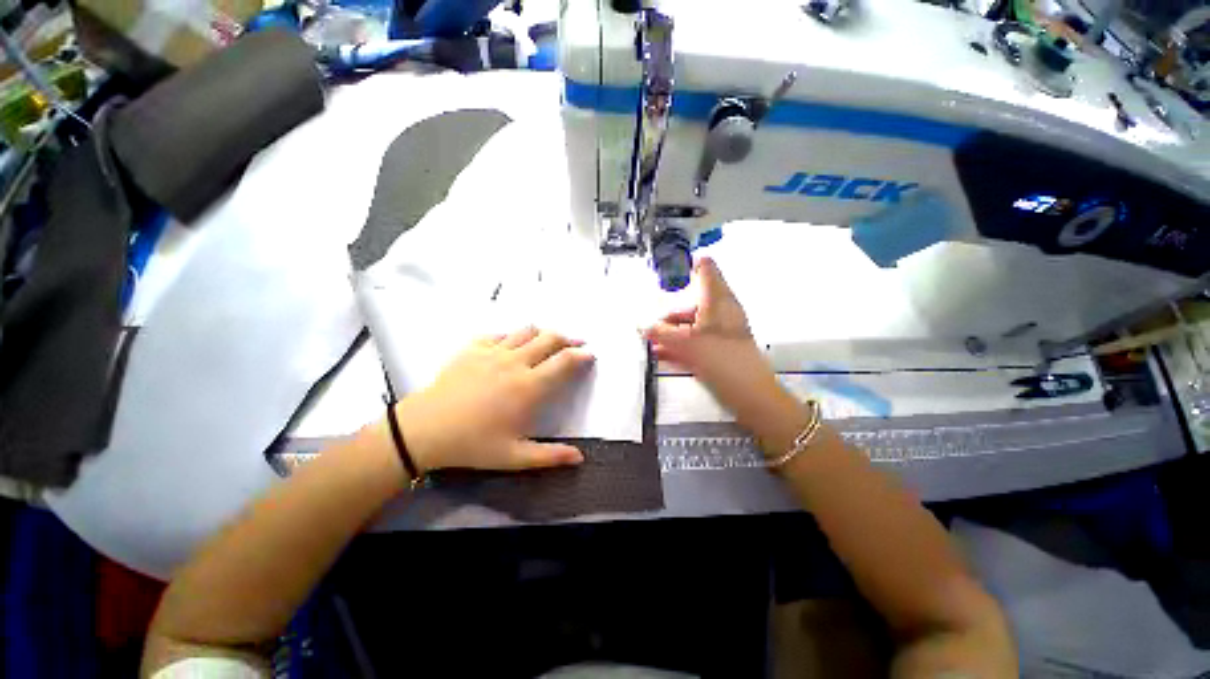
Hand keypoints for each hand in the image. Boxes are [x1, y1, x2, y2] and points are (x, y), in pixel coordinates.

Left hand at [390, 327, 594, 474]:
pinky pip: (499, 334)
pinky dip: (512, 335)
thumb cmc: (473, 444)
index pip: (564, 362)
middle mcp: (516, 362)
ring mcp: (493, 352)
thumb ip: (550, 456)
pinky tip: (512, 344)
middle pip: (549, 339)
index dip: (581, 355)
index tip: (590, 355)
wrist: (424, 430)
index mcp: (530, 386)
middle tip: (576, 344)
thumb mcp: (514, 457)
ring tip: (549, 341)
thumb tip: (580, 458)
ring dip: (543, 333)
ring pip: (527, 331)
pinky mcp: (473, 348)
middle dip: (568, 339)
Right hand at [643, 257, 796, 430]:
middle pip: (692, 304)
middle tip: (651, 327)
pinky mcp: (721, 350)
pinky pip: (696, 341)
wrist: (749, 393)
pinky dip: (681, 345)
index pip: (707, 270)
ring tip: (652, 345)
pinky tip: (662, 355)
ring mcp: (722, 332)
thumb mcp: (683, 343)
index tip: (674, 268)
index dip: (691, 265)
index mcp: (717, 300)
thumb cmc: (719, 358)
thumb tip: (641, 326)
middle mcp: (721, 312)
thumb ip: (659, 332)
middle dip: (669, 315)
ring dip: (672, 333)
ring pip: (693, 325)